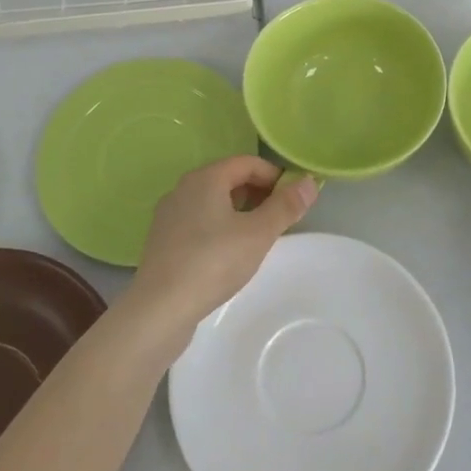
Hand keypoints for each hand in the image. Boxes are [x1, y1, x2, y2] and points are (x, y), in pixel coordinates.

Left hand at [126, 156, 316, 338]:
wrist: (160, 308)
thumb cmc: (213, 262)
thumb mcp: (258, 234)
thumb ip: (285, 207)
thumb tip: (309, 182)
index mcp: (205, 178)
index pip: (247, 162)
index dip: (274, 176)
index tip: (292, 200)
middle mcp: (183, 188)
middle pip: (228, 179)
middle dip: (257, 194)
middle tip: (279, 219)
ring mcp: (169, 215)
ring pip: (212, 202)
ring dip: (239, 212)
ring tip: (257, 238)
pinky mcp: (163, 240)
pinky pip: (198, 222)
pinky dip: (219, 228)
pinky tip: (228, 254)